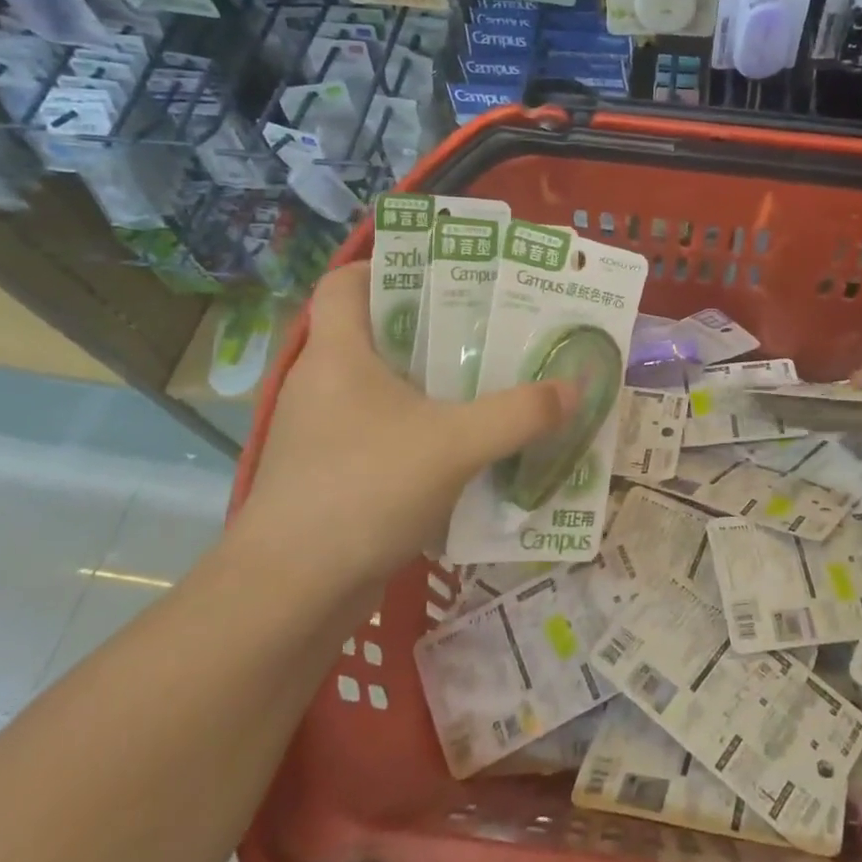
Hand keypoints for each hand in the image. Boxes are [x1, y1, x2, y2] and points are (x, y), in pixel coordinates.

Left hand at [240, 264, 571, 582]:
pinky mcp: (330, 474)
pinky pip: (383, 432)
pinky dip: (420, 431)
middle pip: (377, 332)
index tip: (446, 274)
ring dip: (432, 384)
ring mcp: (322, 432)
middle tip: (493, 327)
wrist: (288, 595)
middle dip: (435, 327)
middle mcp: (323, 383)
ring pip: (383, 387)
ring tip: (490, 381)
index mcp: (337, 353)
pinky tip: (464, 447)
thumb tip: (573, 389)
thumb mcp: (455, 445)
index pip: (346, 282)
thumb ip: (519, 414)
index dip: (389, 266)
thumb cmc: (362, 490)